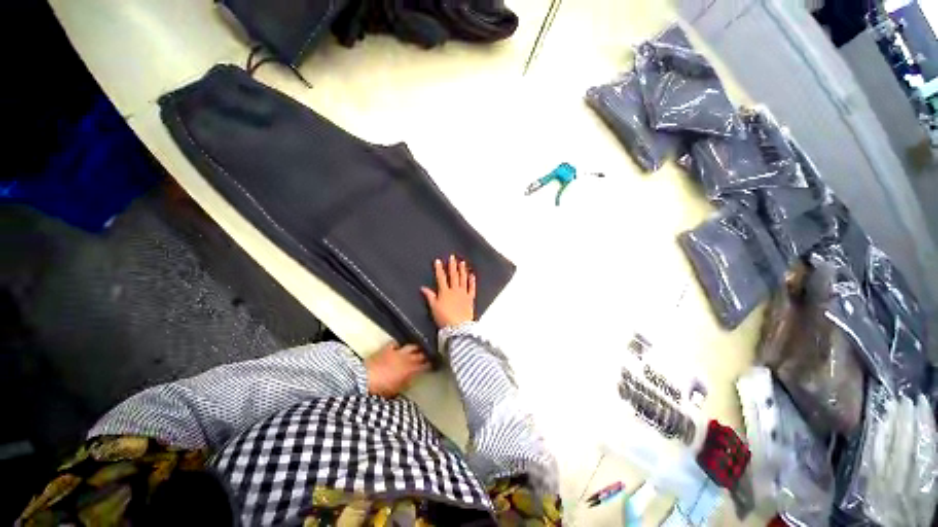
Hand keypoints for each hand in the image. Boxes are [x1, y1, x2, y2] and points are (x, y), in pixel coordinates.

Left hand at [365, 342, 429, 397]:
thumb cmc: (381, 389)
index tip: (432, 364)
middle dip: (425, 355)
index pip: (423, 366)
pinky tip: (401, 344)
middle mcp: (406, 359)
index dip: (429, 365)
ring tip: (420, 347)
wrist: (365, 378)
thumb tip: (412, 379)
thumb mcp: (396, 390)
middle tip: (429, 355)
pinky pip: (396, 344)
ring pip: (411, 347)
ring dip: (416, 347)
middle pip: (419, 355)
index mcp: (410, 370)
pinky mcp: (387, 349)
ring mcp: (397, 352)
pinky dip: (400, 344)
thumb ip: (406, 383)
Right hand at [421, 255, 475, 328]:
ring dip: (462, 270)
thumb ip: (430, 296)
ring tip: (462, 262)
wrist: (458, 327)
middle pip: (453, 276)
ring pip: (463, 279)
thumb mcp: (434, 307)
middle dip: (452, 265)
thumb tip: (423, 288)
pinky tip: (472, 275)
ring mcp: (463, 294)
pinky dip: (472, 281)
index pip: (441, 278)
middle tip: (453, 257)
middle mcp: (455, 290)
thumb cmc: (444, 318)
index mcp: (445, 292)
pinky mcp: (470, 299)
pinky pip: (471, 288)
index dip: (439, 269)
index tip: (438, 261)